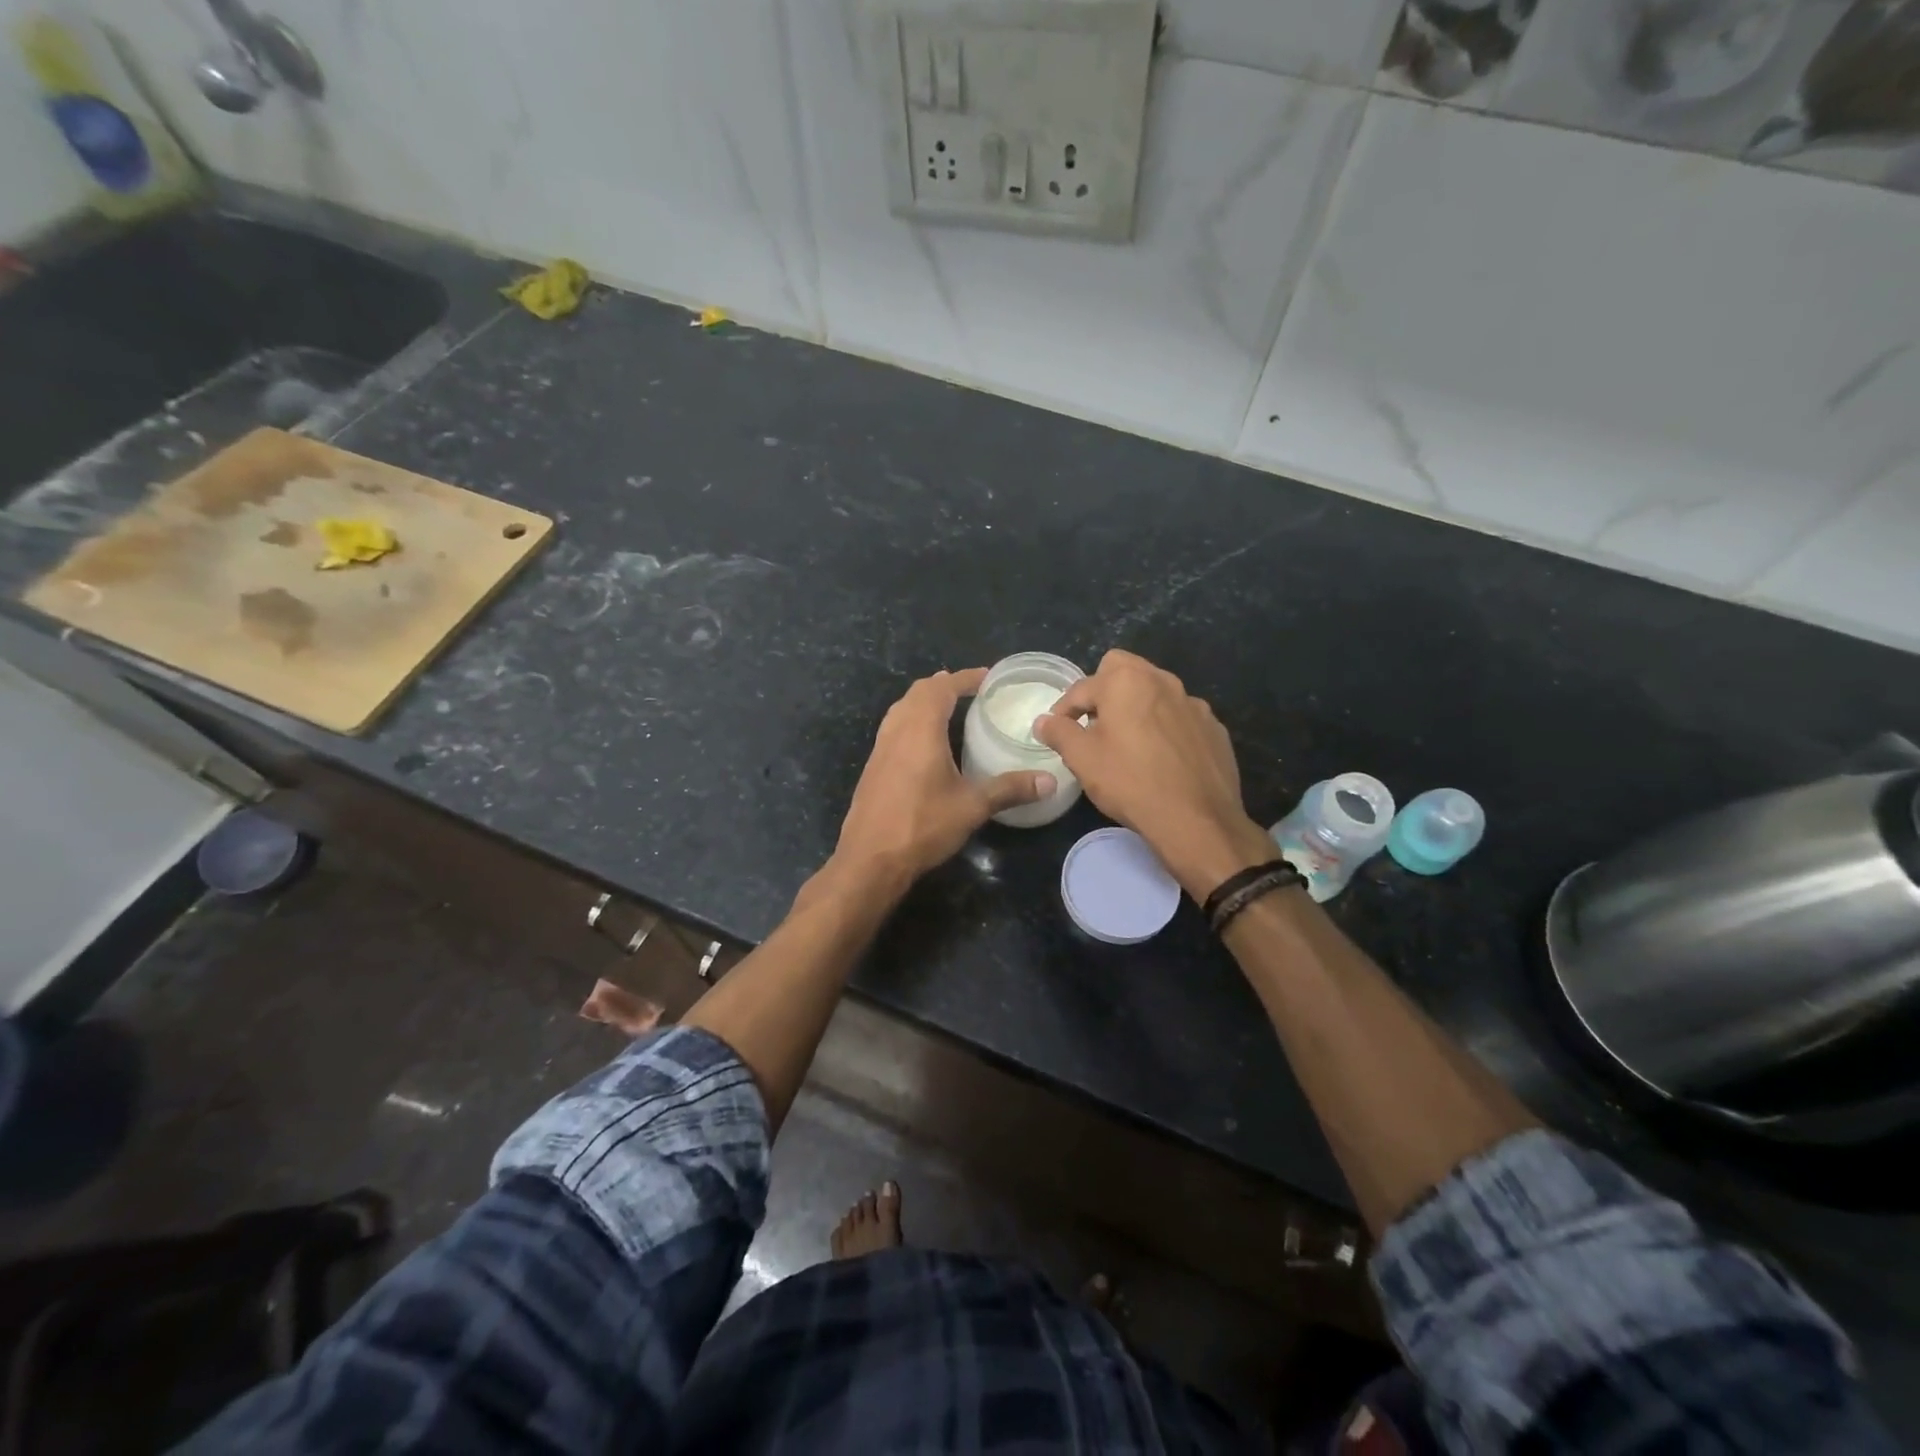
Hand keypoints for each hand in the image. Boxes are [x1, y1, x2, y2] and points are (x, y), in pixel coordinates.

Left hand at [832, 668, 1054, 889]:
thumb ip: (1010, 789)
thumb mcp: (972, 807)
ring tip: (950, 708)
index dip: (965, 678)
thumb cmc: (922, 826)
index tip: (988, 677)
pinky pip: (894, 728)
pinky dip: (913, 721)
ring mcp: (880, 749)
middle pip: (918, 693)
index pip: (941, 688)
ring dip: (925, 701)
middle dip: (944, 685)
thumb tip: (1050, 781)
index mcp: (920, 730)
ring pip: (902, 709)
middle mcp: (896, 731)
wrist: (869, 859)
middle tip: (971, 690)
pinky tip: (926, 744)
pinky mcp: (874, 767)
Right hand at [1034, 650, 1273, 898]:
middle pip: (1123, 670)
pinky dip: (1165, 727)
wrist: (1197, 820)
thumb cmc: (1130, 782)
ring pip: (1155, 692)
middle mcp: (1162, 681)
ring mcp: (1193, 703)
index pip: (1082, 688)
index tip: (1058, 732)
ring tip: (1128, 742)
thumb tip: (1044, 721)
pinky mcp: (1213, 728)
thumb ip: (1059, 733)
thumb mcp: (1082, 759)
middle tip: (1094, 725)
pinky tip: (1162, 758)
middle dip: (1103, 690)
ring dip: (1136, 707)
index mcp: (1126, 681)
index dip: (1064, 709)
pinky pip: (1179, 717)